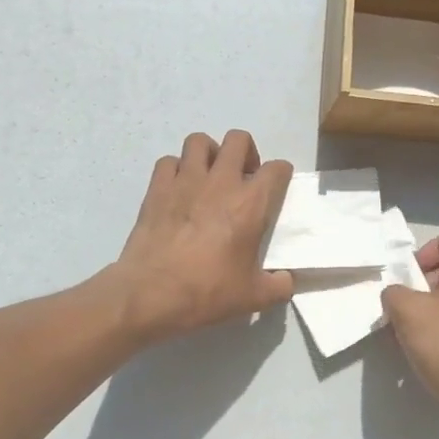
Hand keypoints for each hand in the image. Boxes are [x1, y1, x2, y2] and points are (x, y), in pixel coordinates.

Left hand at [108, 130, 293, 342]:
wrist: (151, 293)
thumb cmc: (207, 292)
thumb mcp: (253, 298)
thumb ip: (279, 285)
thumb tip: (287, 280)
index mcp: (250, 203)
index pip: (276, 169)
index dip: (280, 174)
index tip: (276, 187)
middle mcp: (220, 182)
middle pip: (238, 140)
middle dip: (246, 152)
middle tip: (243, 177)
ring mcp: (185, 180)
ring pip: (199, 141)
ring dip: (209, 153)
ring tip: (209, 176)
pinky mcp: (157, 188)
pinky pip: (169, 161)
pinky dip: (176, 169)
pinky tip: (178, 189)